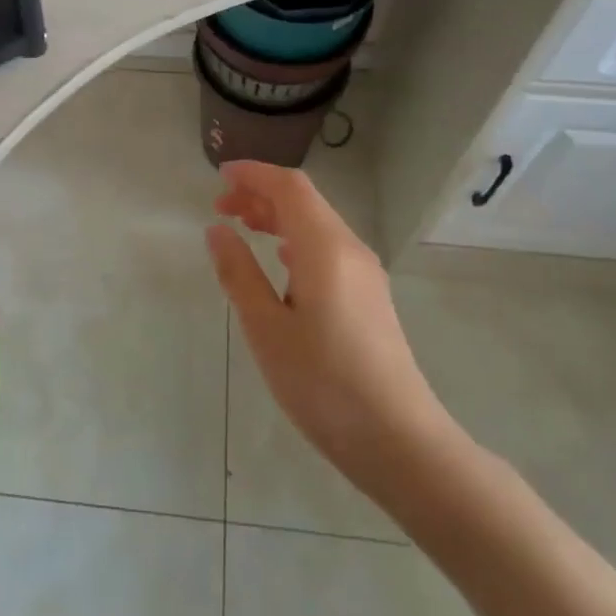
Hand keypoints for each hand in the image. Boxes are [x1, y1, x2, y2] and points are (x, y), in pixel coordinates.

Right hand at [206, 161, 461, 504]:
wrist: (399, 441)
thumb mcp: (266, 329)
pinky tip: (281, 264)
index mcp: (326, 248)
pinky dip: (296, 241)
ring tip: (242, 227)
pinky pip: (328, 249)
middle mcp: (350, 250)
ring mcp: (365, 274)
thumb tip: (217, 230)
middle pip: (305, 202)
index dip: (254, 174)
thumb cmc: (324, 383)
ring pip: (317, 225)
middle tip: (220, 206)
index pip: (289, 187)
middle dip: (261, 195)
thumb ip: (239, 273)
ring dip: (278, 218)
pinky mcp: (370, 297)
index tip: (220, 176)